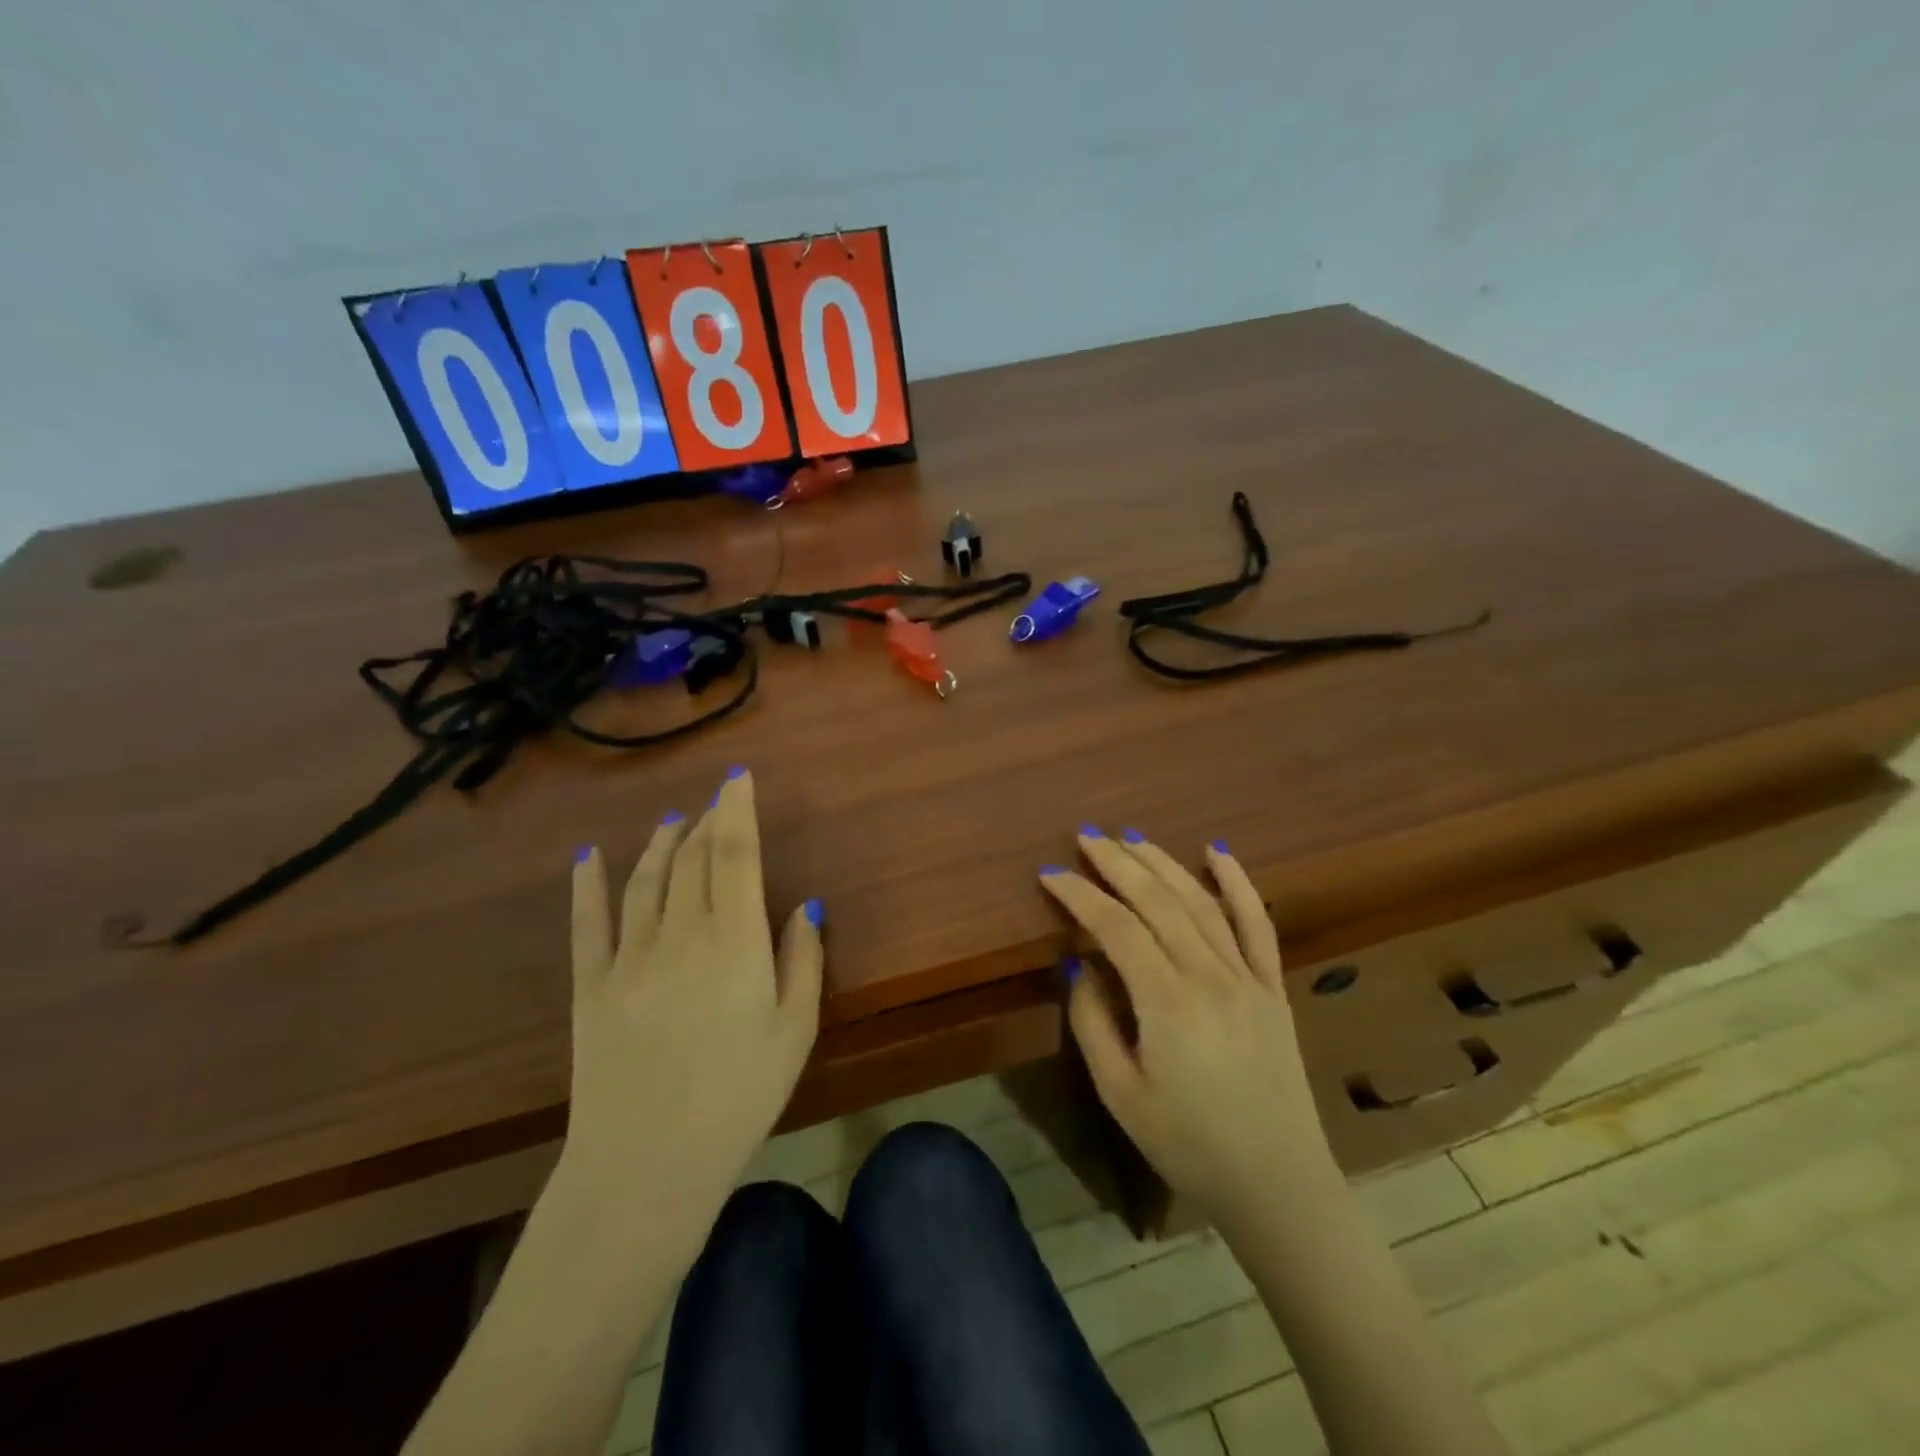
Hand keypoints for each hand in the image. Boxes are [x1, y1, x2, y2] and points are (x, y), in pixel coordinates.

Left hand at [557, 768, 823, 1232]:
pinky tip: (587, 858)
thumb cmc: (739, 1097)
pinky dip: (587, 885)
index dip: (737, 810)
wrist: (647, 1165)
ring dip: (659, 843)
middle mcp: (681, 934)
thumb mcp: (795, 1031)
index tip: (738, 778)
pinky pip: (588, 924)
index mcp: (735, 941)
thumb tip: (804, 905)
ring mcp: (629, 957)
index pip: (736, 854)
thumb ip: (803, 960)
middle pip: (692, 859)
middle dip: (705, 822)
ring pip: (645, 880)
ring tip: (671, 820)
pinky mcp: (590, 986)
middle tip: (715, 803)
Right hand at [1040, 830, 1336, 1222]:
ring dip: (1162, 863)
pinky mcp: (1272, 987)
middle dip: (1117, 862)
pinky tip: (1218, 852)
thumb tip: (1078, 964)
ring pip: (1200, 901)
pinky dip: (1238, 882)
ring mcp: (1246, 976)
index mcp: (1167, 1001)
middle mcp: (1208, 974)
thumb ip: (1092, 1022)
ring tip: (1131, 838)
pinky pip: (1257, 923)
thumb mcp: (1121, 1094)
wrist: (1278, 1183)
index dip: (1079, 895)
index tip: (1050, 874)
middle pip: (1157, 900)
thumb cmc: (1188, 1145)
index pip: (1115, 926)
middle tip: (1087, 837)